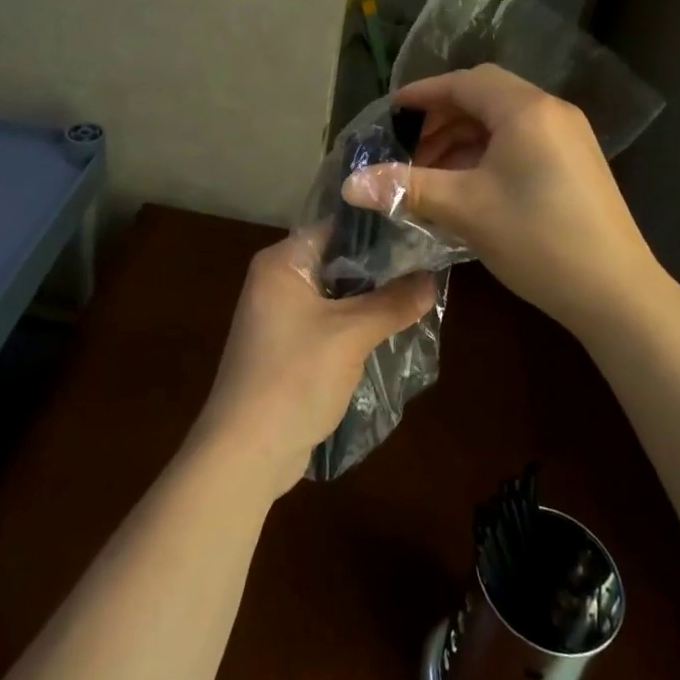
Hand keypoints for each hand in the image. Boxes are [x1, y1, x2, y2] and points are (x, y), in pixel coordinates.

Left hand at [187, 237, 435, 497]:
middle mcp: (277, 282)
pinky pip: (330, 323)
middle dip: (380, 267)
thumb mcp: (351, 335)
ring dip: (371, 299)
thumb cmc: (294, 378)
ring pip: (336, 295)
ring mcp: (280, 317)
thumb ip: (393, 302)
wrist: (246, 452)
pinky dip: (357, 325)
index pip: (335, 227)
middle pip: (337, 261)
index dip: (377, 229)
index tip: (419, 231)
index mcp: (281, 263)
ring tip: (421, 293)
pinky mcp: (289, 348)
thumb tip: (433, 277)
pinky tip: (394, 329)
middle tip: (429, 264)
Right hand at [341, 64, 662, 336]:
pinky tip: (470, 186)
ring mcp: (570, 137)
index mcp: (525, 110)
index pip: (464, 83)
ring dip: (464, 138)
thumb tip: (348, 184)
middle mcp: (551, 112)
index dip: (423, 94)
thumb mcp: (464, 209)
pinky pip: (523, 141)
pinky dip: (489, 153)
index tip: (390, 113)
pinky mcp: (578, 163)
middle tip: (409, 150)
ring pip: (504, 121)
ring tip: (434, 173)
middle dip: (442, 119)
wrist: (616, 293)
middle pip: (485, 97)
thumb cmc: (537, 239)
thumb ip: (406, 188)